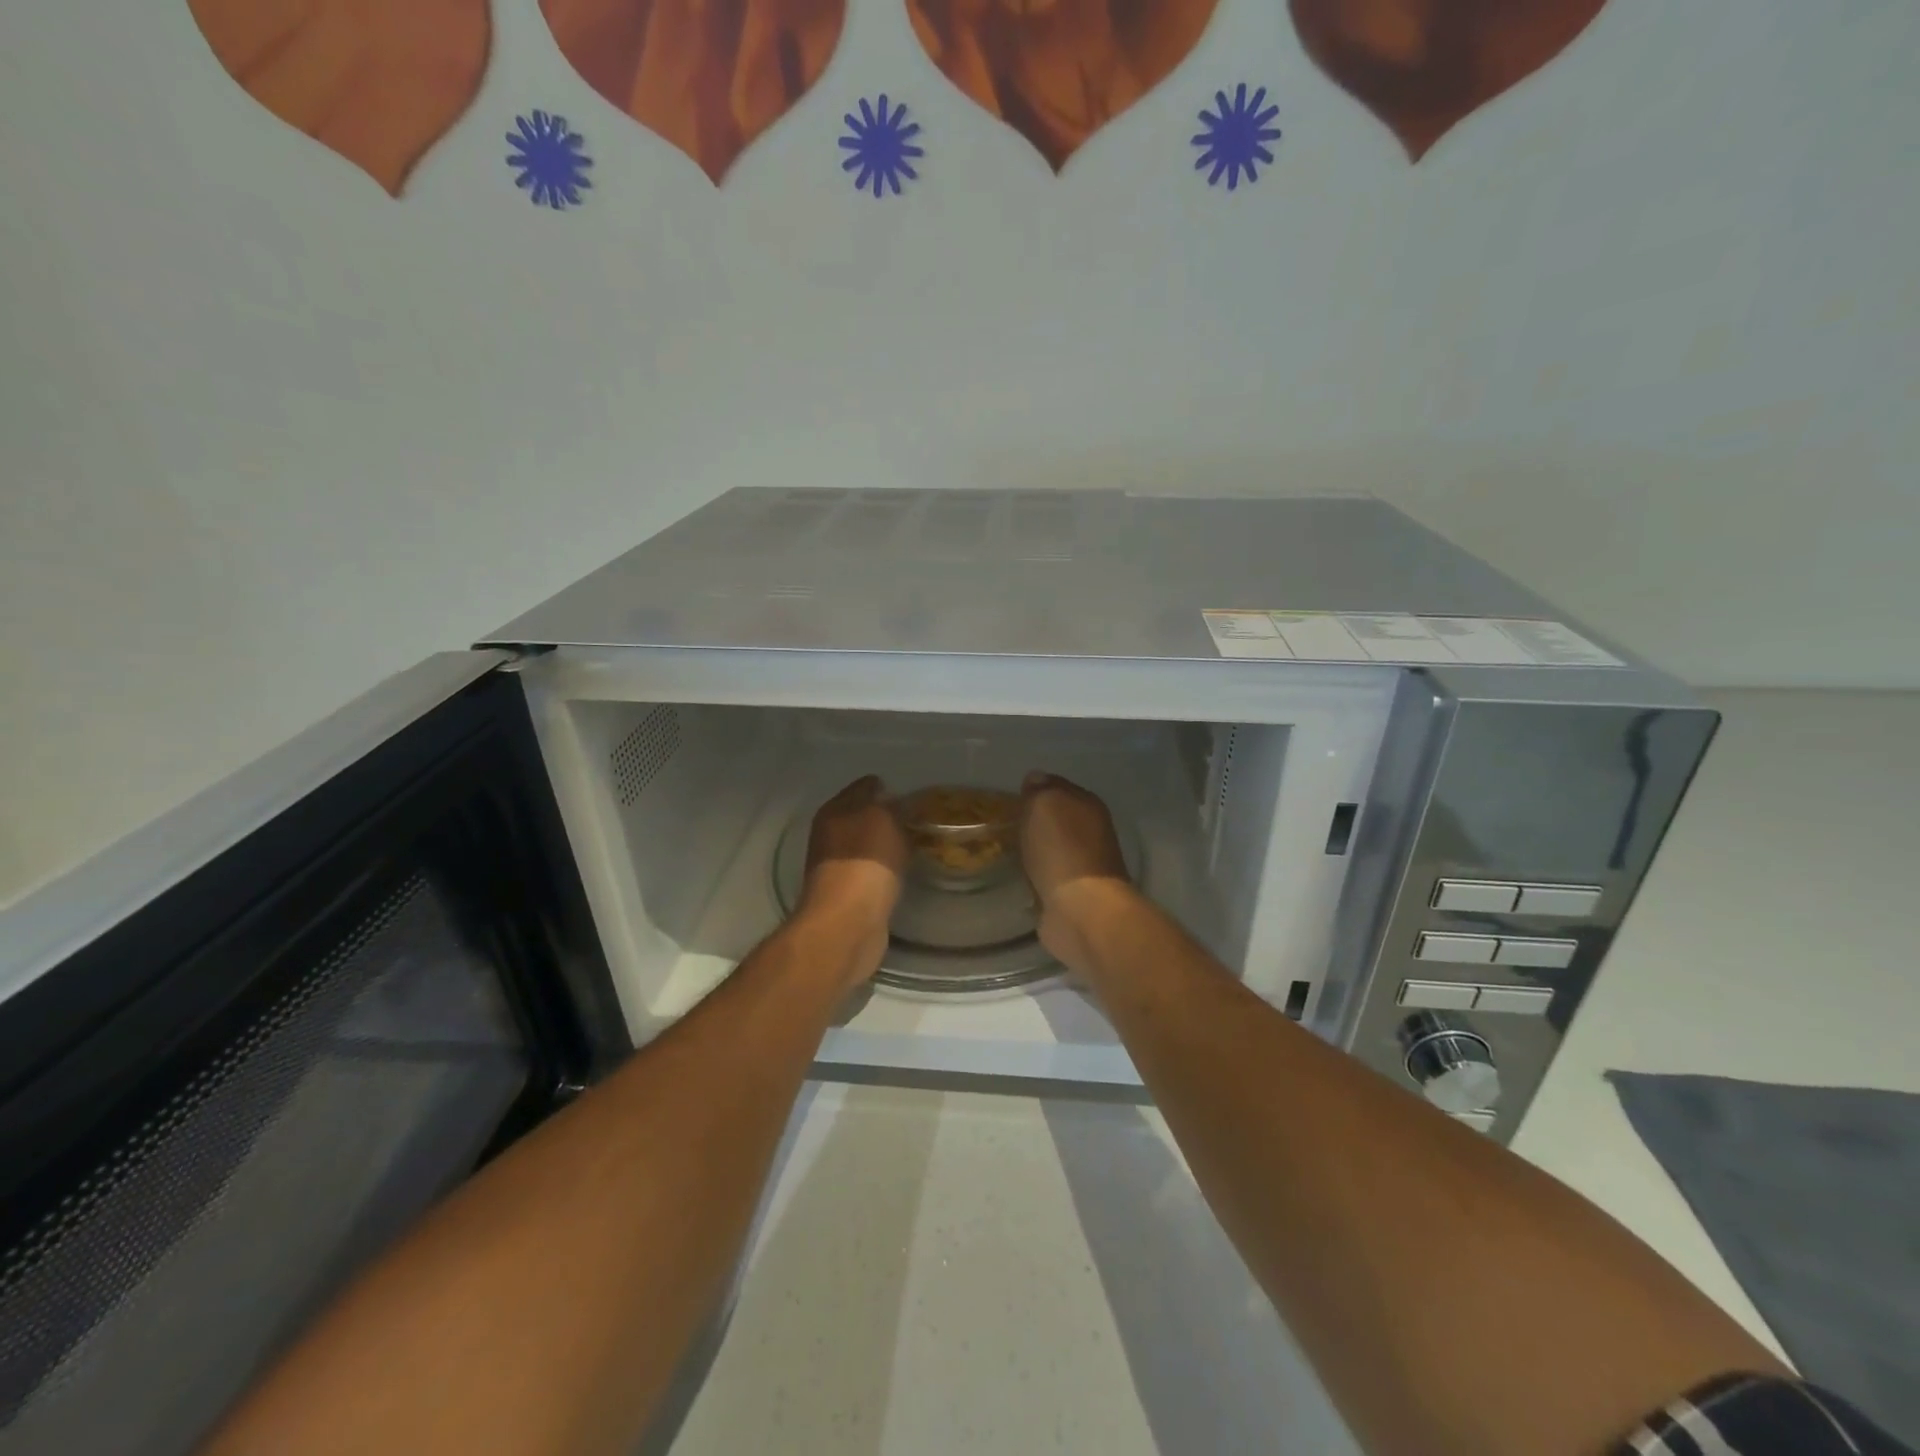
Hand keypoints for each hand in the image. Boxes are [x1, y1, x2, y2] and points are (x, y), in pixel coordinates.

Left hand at [799, 776, 907, 986]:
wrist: (848, 922)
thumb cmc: (866, 860)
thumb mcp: (885, 818)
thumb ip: (892, 805)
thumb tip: (896, 803)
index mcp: (834, 810)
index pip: (863, 787)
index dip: (886, 786)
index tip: (912, 794)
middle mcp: (830, 835)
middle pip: (863, 816)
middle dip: (888, 816)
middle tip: (920, 819)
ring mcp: (836, 867)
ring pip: (868, 845)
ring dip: (888, 844)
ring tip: (918, 843)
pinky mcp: (848, 895)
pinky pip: (872, 871)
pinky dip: (887, 869)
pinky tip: (905, 871)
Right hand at [1019, 772, 1137, 971]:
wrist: (1080, 909)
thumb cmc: (1062, 849)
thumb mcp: (1045, 804)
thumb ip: (1040, 789)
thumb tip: (1035, 779)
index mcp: (1088, 805)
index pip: (1058, 786)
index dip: (1036, 788)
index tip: (1012, 796)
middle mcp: (1090, 833)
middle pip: (1055, 819)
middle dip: (1033, 821)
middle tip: (1004, 824)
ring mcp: (1082, 867)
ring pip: (1050, 849)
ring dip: (1034, 850)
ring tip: (1006, 850)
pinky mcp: (1070, 896)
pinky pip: (1046, 877)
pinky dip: (1034, 877)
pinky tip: (1018, 877)